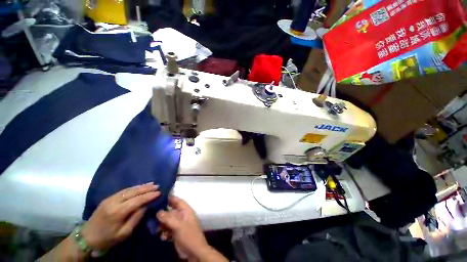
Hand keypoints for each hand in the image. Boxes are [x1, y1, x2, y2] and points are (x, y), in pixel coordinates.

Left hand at [81, 182, 159, 250]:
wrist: (86, 238)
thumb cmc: (107, 238)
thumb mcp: (124, 233)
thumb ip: (135, 218)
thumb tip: (145, 206)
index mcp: (117, 212)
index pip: (137, 200)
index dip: (149, 196)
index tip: (159, 192)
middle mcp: (114, 202)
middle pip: (133, 192)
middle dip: (146, 188)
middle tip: (157, 186)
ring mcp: (109, 199)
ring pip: (128, 189)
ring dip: (141, 186)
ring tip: (151, 184)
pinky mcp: (107, 198)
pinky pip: (123, 191)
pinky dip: (133, 188)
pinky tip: (139, 187)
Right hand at [156, 196, 211, 259]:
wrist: (195, 253)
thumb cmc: (189, 236)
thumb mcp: (179, 226)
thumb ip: (169, 218)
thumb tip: (158, 211)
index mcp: (186, 211)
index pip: (178, 201)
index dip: (170, 198)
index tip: (159, 197)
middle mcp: (183, 216)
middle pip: (171, 211)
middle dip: (162, 214)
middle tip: (151, 215)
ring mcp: (180, 225)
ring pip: (168, 221)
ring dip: (162, 224)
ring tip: (155, 229)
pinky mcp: (176, 233)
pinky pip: (168, 230)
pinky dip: (164, 232)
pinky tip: (162, 237)